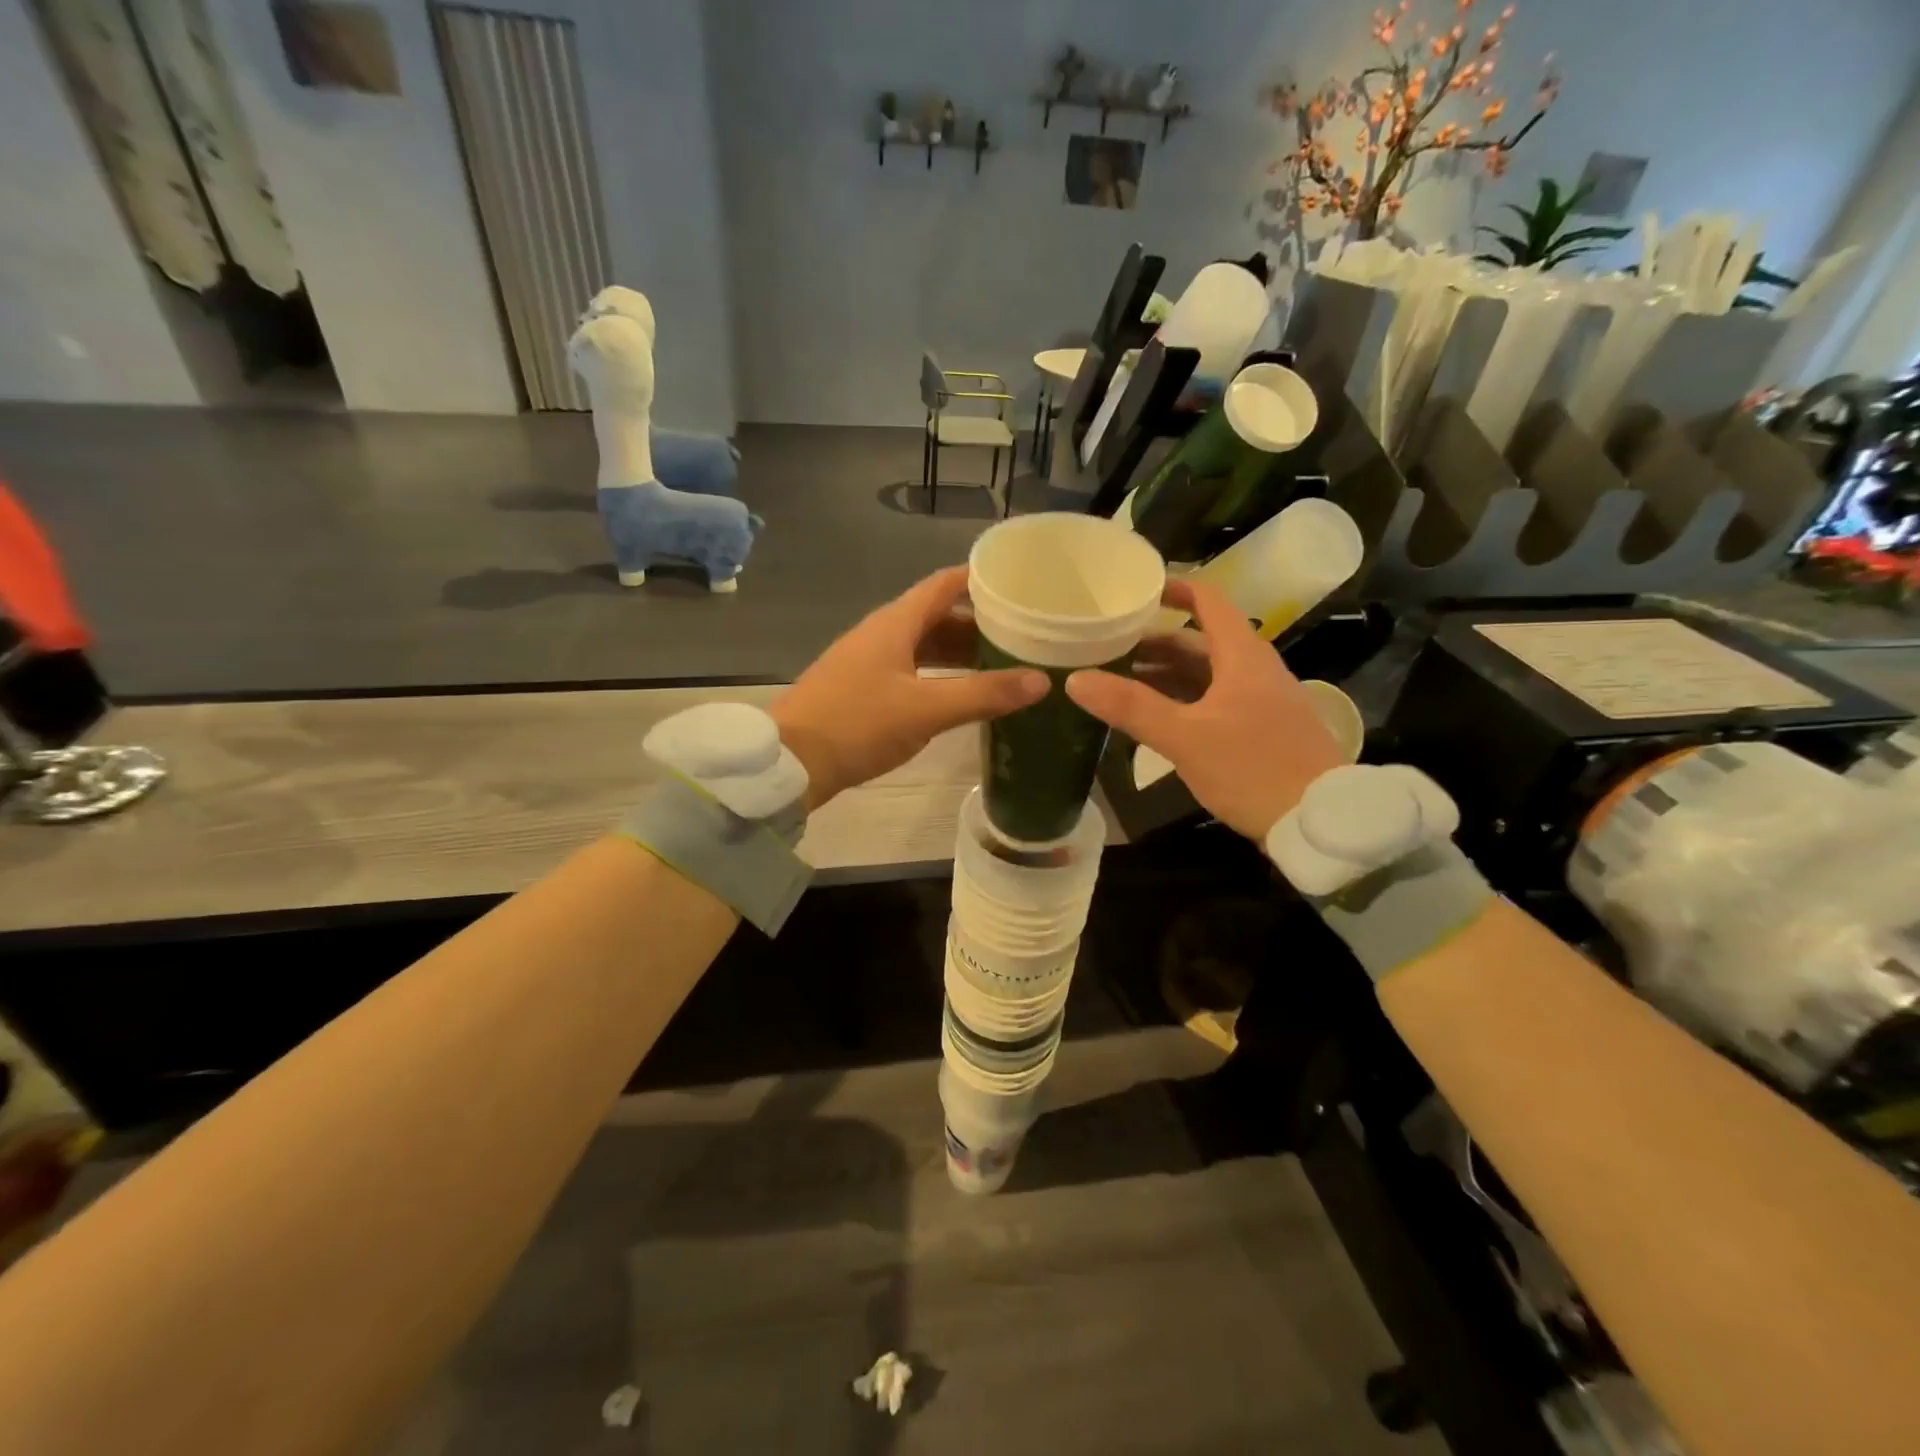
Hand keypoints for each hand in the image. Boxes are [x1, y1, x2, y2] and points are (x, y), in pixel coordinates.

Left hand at [772, 566, 1047, 808]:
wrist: (790, 762)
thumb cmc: (858, 724)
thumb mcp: (926, 709)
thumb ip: (983, 694)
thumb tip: (1042, 680)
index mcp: (895, 623)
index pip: (945, 584)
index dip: (981, 580)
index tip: (1020, 585)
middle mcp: (882, 633)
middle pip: (937, 615)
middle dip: (979, 622)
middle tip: (1024, 633)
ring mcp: (869, 660)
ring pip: (924, 645)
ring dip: (960, 652)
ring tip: (1003, 665)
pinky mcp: (862, 688)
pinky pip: (911, 669)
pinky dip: (940, 675)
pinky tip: (961, 694)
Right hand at [1065, 578, 1343, 839]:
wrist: (1320, 822)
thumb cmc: (1253, 768)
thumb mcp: (1185, 737)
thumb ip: (1131, 707)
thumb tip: (1075, 680)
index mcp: (1242, 657)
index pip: (1208, 603)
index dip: (1174, 590)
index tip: (1136, 590)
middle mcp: (1254, 670)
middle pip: (1201, 642)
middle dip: (1155, 642)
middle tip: (1109, 648)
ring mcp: (1261, 701)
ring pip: (1207, 674)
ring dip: (1166, 675)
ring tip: (1122, 682)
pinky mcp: (1262, 731)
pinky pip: (1215, 701)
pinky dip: (1183, 701)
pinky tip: (1157, 719)